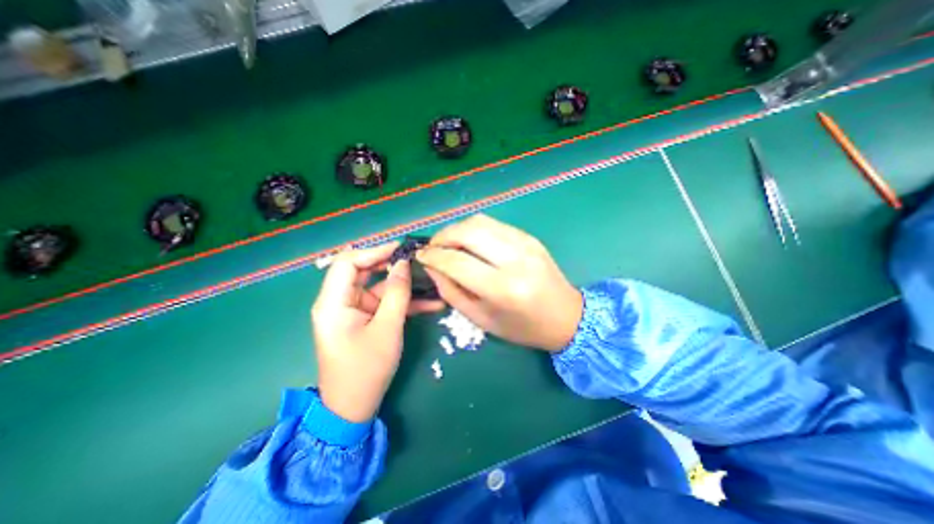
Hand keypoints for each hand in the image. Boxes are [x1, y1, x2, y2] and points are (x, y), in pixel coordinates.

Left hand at [311, 244, 441, 421]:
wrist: (354, 407)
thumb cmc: (367, 369)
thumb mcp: (387, 328)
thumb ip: (397, 293)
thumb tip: (404, 264)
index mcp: (333, 303)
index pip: (348, 262)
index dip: (374, 252)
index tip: (401, 250)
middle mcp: (339, 301)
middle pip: (364, 271)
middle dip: (392, 266)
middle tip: (418, 262)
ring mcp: (352, 310)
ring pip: (378, 287)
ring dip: (404, 286)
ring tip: (431, 281)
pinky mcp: (364, 319)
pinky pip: (383, 303)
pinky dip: (403, 302)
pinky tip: (430, 303)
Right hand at [417, 215, 581, 354]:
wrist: (566, 317)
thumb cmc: (522, 327)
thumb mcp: (481, 319)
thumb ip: (452, 292)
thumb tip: (432, 267)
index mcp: (503, 288)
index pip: (456, 261)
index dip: (433, 256)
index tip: (420, 256)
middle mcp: (515, 260)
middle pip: (468, 232)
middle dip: (442, 236)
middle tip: (432, 247)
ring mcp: (525, 243)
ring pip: (480, 221)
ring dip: (457, 229)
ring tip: (448, 243)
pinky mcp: (530, 237)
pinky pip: (494, 224)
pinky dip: (475, 229)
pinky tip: (470, 242)